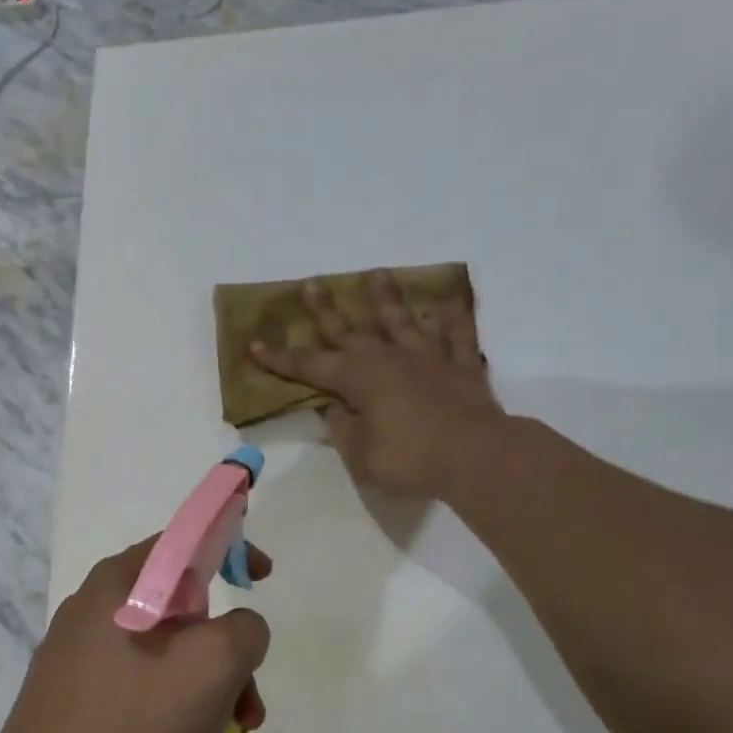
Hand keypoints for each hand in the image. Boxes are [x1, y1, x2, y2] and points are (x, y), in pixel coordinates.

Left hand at [0, 538, 271, 732]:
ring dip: (205, 683)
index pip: (183, 540)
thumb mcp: (211, 667)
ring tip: (228, 732)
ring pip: (161, 650)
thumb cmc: (129, 724)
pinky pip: (136, 680)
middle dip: (225, 646)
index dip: (230, 548)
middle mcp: (91, 606)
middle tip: (247, 698)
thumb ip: (244, 630)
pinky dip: (171, 701)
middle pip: (179, 605)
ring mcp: (75, 653)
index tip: (262, 579)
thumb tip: (239, 630)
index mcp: (118, 582)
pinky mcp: (68, 694)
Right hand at [250, 271, 506, 500]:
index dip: (280, 357)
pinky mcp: (462, 368)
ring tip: (377, 274)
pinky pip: (458, 338)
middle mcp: (389, 359)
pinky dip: (454, 320)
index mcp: (359, 379)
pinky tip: (450, 304)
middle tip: (311, 284)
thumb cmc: (410, 459)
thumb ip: (343, 429)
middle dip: (326, 310)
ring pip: (402, 322)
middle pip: (350, 331)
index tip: (254, 343)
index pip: (309, 366)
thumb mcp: (360, 455)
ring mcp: (428, 360)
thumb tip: (337, 409)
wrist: (477, 457)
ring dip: (386, 299)